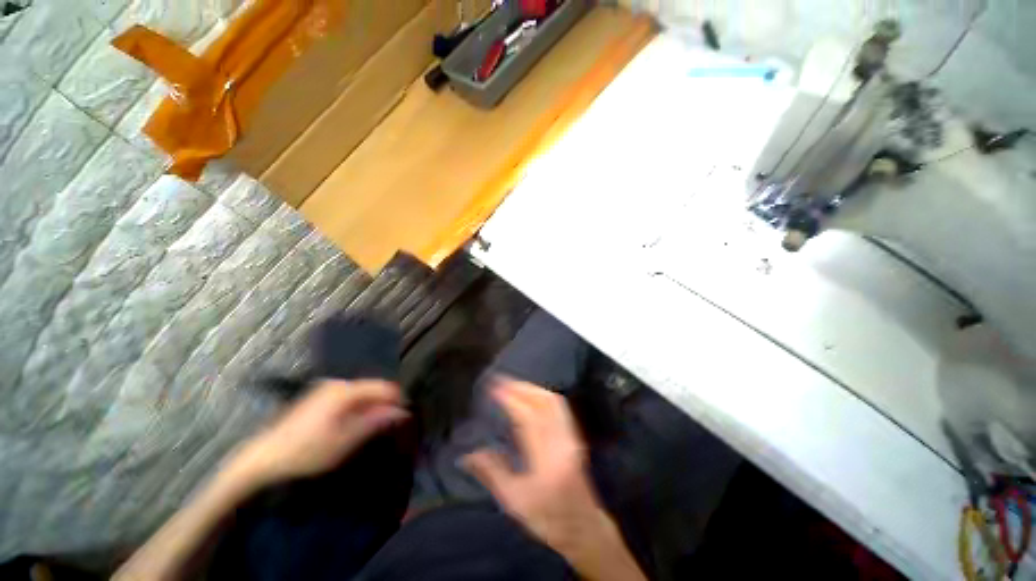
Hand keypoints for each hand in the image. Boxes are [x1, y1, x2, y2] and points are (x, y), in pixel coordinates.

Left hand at [230, 379, 408, 486]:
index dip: (397, 402)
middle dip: (385, 404)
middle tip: (387, 427)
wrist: (265, 457)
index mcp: (347, 390)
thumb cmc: (307, 451)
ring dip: (372, 407)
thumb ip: (376, 422)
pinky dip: (360, 407)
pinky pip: (352, 395)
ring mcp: (329, 387)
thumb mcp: (346, 440)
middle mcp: (340, 382)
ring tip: (372, 428)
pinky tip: (355, 424)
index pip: (385, 387)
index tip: (403, 420)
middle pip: (375, 387)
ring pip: (364, 392)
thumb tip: (403, 412)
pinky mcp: (322, 395)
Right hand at [464, 380, 644, 580]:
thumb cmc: (548, 519)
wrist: (585, 529)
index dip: (511, 399)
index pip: (528, 418)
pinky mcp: (575, 436)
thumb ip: (493, 473)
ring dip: (533, 388)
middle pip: (544, 403)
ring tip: (513, 385)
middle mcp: (563, 441)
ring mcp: (572, 436)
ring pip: (554, 401)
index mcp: (547, 459)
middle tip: (501, 381)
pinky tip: (531, 396)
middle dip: (521, 387)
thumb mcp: (515, 502)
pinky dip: (543, 395)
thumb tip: (468, 454)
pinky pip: (559, 407)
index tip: (494, 389)